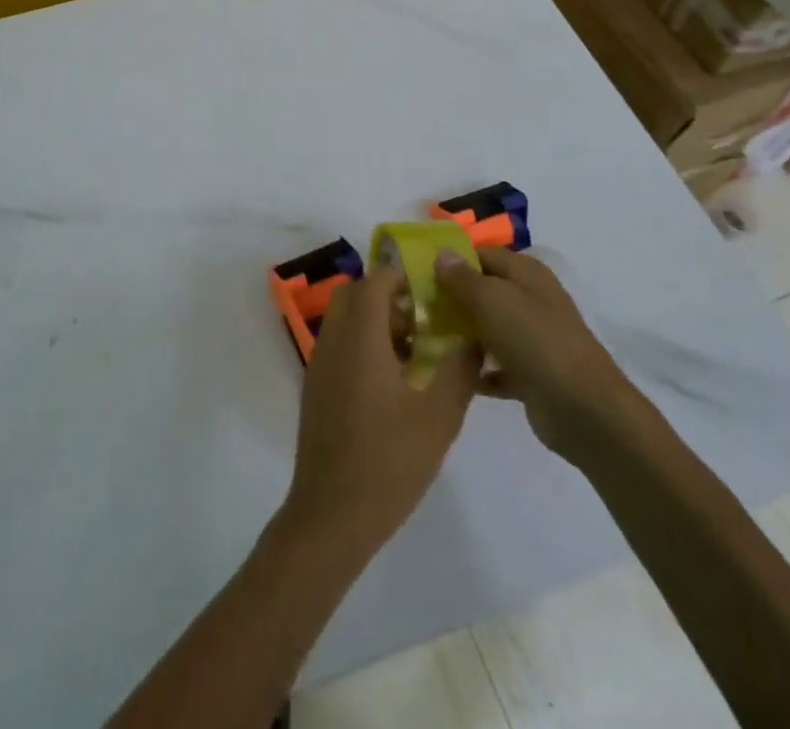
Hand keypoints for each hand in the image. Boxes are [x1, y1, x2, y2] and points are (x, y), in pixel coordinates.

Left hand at [282, 264, 478, 555]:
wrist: (332, 514)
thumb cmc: (389, 463)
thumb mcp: (438, 418)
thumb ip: (458, 371)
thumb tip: (473, 338)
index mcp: (359, 339)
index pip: (374, 282)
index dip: (402, 277)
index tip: (432, 289)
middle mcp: (333, 341)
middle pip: (354, 294)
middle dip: (387, 296)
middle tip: (423, 320)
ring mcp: (319, 364)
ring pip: (344, 319)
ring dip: (375, 320)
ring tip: (415, 352)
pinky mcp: (316, 386)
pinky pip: (338, 344)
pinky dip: (362, 343)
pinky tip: (393, 381)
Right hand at [435, 248, 635, 456]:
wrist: (584, 410)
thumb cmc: (535, 340)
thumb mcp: (492, 299)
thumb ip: (463, 277)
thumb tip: (442, 254)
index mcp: (526, 274)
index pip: (481, 254)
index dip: (452, 261)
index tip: (417, 273)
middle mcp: (530, 300)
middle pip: (483, 291)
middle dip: (451, 299)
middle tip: (414, 308)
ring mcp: (532, 338)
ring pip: (487, 328)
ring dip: (460, 334)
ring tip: (424, 339)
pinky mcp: (530, 374)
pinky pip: (495, 365)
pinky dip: (476, 368)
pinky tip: (449, 372)